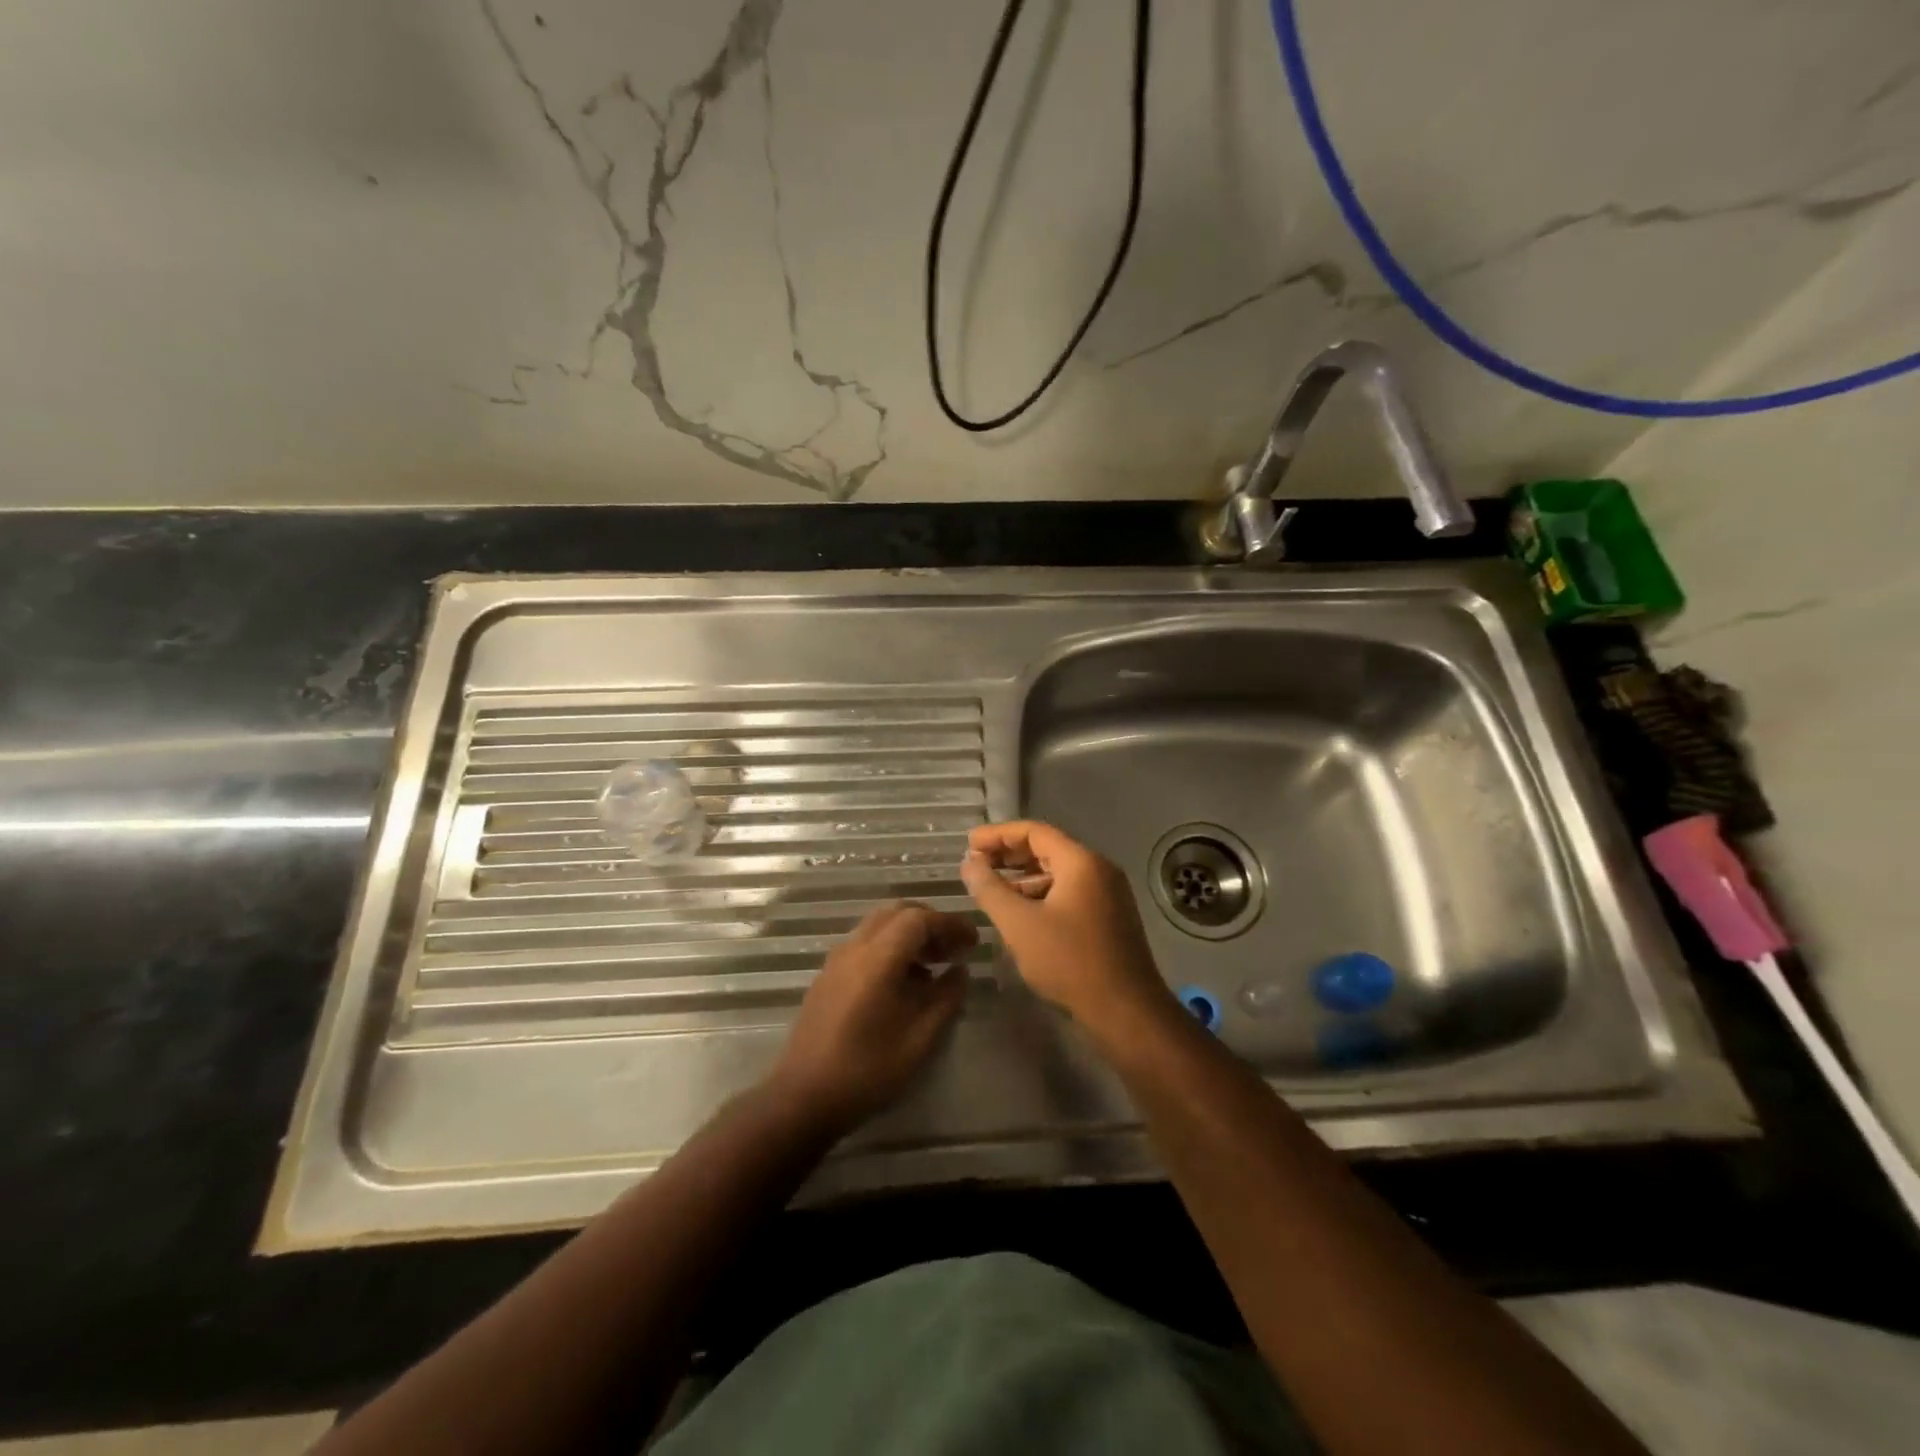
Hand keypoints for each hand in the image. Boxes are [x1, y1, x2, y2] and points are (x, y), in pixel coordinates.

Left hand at [769, 902, 976, 1132]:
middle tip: (954, 947)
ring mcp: (836, 961)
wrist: (803, 1097)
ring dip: (909, 934)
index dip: (950, 923)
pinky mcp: (827, 977)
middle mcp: (854, 948)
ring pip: (878, 926)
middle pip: (896, 913)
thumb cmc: (867, 1070)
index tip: (973, 941)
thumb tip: (960, 971)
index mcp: (878, 958)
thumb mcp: (919, 1039)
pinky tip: (904, 982)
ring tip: (934, 965)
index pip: (919, 919)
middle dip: (930, 923)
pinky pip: (864, 945)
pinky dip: (890, 948)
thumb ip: (945, 998)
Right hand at [960, 821, 1175, 1040]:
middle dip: (1009, 854)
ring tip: (992, 889)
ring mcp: (1108, 894)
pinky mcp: (1109, 917)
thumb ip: (990, 890)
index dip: (998, 834)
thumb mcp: (1020, 925)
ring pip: (1058, 873)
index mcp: (1081, 862)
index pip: (1034, 831)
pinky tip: (1020, 914)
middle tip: (976, 862)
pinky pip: (1069, 893)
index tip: (969, 842)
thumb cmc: (1070, 962)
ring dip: (1024, 877)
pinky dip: (1041, 895)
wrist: (1126, 1011)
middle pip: (1048, 849)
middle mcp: (1099, 869)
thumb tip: (969, 863)